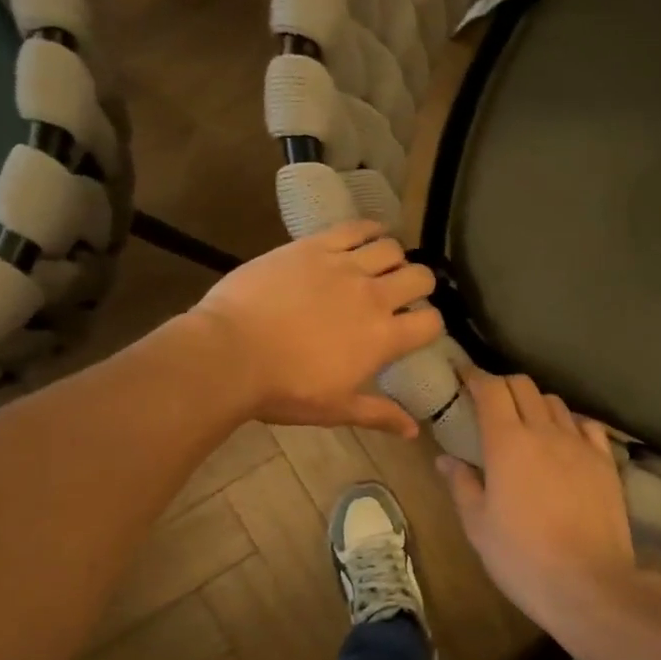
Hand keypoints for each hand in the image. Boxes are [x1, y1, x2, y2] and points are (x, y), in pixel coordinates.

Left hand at [191, 221, 442, 436]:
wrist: (230, 354)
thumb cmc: (284, 390)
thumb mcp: (336, 409)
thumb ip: (379, 415)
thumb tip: (413, 431)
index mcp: (382, 338)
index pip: (431, 323)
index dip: (430, 325)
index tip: (416, 329)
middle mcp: (373, 296)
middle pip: (419, 277)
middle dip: (420, 285)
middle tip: (404, 293)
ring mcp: (343, 266)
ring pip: (391, 248)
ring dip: (395, 257)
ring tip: (383, 265)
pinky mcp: (314, 246)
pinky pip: (354, 228)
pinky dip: (369, 229)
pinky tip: (369, 235)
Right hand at [436, 371, 637, 623]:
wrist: (589, 584)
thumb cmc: (521, 557)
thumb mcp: (478, 525)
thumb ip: (461, 484)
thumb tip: (445, 458)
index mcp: (507, 442)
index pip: (491, 390)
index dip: (475, 376)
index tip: (462, 374)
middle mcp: (545, 432)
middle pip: (524, 386)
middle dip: (502, 385)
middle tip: (488, 399)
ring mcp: (580, 445)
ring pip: (555, 403)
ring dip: (534, 402)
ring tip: (524, 419)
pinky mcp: (605, 463)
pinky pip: (586, 426)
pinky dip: (569, 422)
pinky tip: (563, 438)